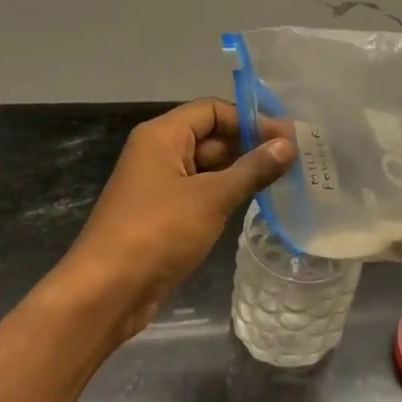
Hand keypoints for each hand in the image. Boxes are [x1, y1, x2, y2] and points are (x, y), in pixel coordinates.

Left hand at [62, 99, 294, 338]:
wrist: (107, 291)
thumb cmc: (158, 232)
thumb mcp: (212, 197)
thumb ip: (252, 169)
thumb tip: (289, 145)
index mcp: (162, 136)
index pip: (212, 110)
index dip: (250, 120)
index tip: (287, 138)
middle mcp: (158, 153)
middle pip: (211, 136)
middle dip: (249, 146)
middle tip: (294, 160)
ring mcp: (159, 186)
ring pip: (207, 168)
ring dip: (241, 172)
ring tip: (285, 180)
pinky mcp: (163, 215)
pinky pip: (200, 193)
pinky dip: (226, 194)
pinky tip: (256, 203)